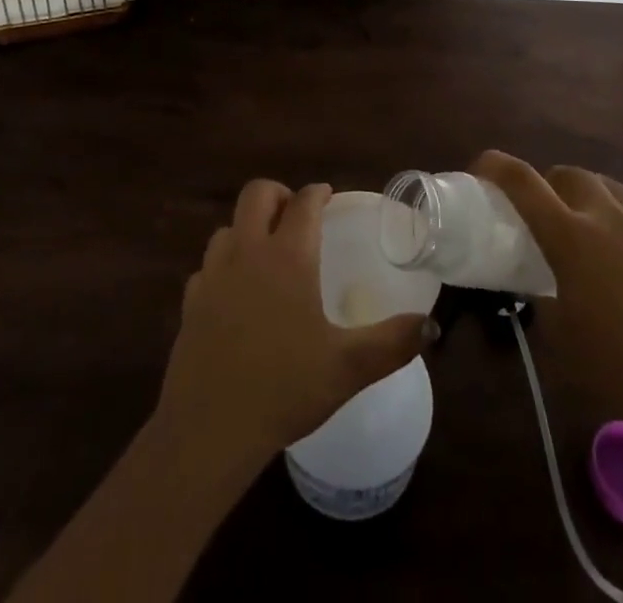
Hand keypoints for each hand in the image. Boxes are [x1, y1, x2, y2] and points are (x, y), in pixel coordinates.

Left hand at [156, 180, 432, 471]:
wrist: (210, 428)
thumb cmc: (284, 388)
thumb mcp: (348, 368)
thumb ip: (393, 343)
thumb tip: (431, 325)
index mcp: (288, 256)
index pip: (303, 202)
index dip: (317, 193)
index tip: (328, 196)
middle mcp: (247, 252)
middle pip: (256, 194)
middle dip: (279, 195)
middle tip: (296, 219)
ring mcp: (213, 275)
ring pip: (228, 228)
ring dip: (248, 229)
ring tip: (267, 255)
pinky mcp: (191, 302)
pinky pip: (208, 267)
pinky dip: (224, 267)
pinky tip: (235, 295)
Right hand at [473, 151, 622, 442]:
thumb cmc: (621, 370)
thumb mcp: (560, 335)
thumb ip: (541, 297)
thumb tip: (536, 286)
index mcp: (570, 237)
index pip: (522, 181)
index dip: (494, 166)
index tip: (480, 169)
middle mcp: (605, 216)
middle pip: (566, 174)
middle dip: (546, 185)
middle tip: (539, 216)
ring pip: (601, 183)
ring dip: (581, 194)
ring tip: (580, 227)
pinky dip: (612, 209)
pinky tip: (617, 245)